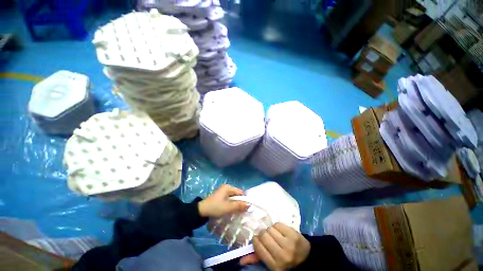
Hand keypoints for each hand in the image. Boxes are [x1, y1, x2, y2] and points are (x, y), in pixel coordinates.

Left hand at [198, 184, 248, 217]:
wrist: (201, 211)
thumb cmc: (215, 208)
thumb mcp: (228, 207)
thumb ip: (239, 206)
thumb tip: (249, 205)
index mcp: (228, 187)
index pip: (240, 192)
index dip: (244, 199)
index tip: (247, 207)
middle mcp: (226, 187)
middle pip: (237, 194)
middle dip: (240, 202)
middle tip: (243, 211)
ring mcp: (223, 191)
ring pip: (233, 197)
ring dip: (236, 203)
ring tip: (238, 211)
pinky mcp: (220, 196)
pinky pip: (229, 199)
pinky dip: (231, 203)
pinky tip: (232, 209)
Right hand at [240, 223, 310, 270]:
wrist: (307, 259)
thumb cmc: (286, 262)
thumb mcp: (272, 264)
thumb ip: (257, 259)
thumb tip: (240, 260)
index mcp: (275, 265)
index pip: (258, 246)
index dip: (256, 240)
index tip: (258, 239)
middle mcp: (282, 255)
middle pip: (264, 235)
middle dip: (263, 234)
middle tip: (267, 236)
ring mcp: (289, 244)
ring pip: (270, 228)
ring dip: (270, 230)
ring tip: (275, 235)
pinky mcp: (294, 234)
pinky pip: (278, 224)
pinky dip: (277, 226)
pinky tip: (281, 231)